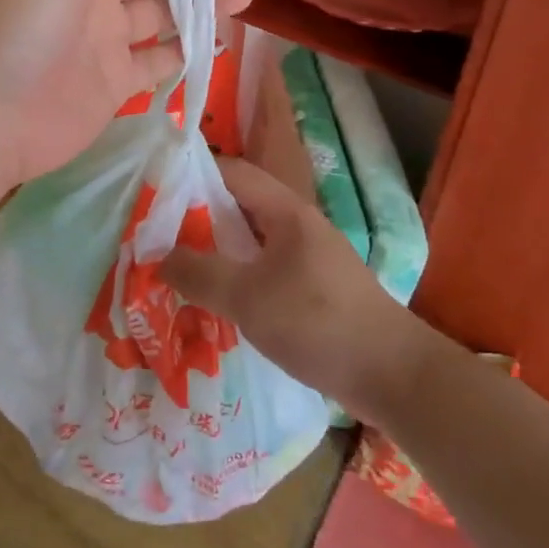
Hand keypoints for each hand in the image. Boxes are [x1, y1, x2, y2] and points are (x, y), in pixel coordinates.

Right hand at [161, 158, 418, 417]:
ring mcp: (307, 257)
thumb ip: (200, 274)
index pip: (232, 172)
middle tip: (156, 234)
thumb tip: (157, 256)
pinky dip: (236, 277)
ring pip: (250, 242)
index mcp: (286, 211)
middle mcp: (297, 225)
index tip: (154, 191)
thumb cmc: (318, 322)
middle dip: (197, 217)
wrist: (394, 375)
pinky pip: (264, 270)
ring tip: (177, 267)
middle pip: (238, 207)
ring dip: (216, 251)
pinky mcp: (313, 289)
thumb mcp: (248, 298)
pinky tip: (216, 300)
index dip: (192, 175)